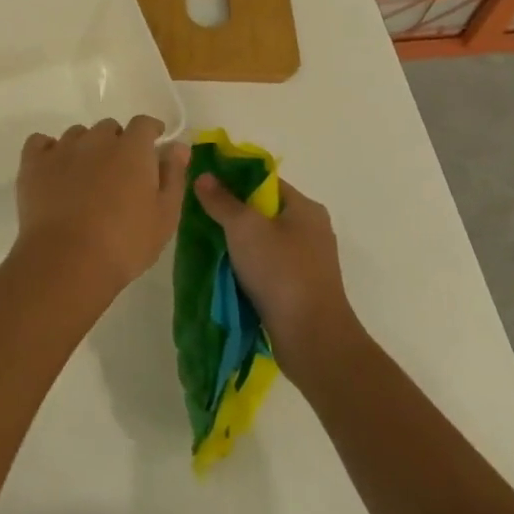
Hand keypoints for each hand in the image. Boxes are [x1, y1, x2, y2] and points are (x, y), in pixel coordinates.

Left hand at [13, 117, 189, 301]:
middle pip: (109, 128)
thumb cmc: (125, 243)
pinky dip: (49, 150)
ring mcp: (62, 149)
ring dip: (85, 148)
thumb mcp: (164, 216)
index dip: (150, 131)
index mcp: (132, 149)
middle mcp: (96, 140)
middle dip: (116, 143)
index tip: (153, 143)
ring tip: (85, 176)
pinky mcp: (33, 164)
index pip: (143, 124)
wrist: (67, 262)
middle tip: (118, 173)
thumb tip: (177, 146)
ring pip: (77, 135)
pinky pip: (40, 142)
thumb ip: (173, 176)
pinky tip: (54, 170)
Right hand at [194, 175, 355, 366]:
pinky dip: (249, 268)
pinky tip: (226, 273)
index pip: (265, 182)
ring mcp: (309, 262)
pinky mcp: (302, 289)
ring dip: (239, 244)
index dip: (234, 180)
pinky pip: (269, 268)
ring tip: (208, 245)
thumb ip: (222, 200)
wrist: (312, 338)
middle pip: (264, 212)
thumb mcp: (244, 228)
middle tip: (201, 217)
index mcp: (305, 208)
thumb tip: (203, 175)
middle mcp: (312, 231)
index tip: (205, 186)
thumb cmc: (281, 272)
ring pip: (265, 242)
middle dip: (233, 214)